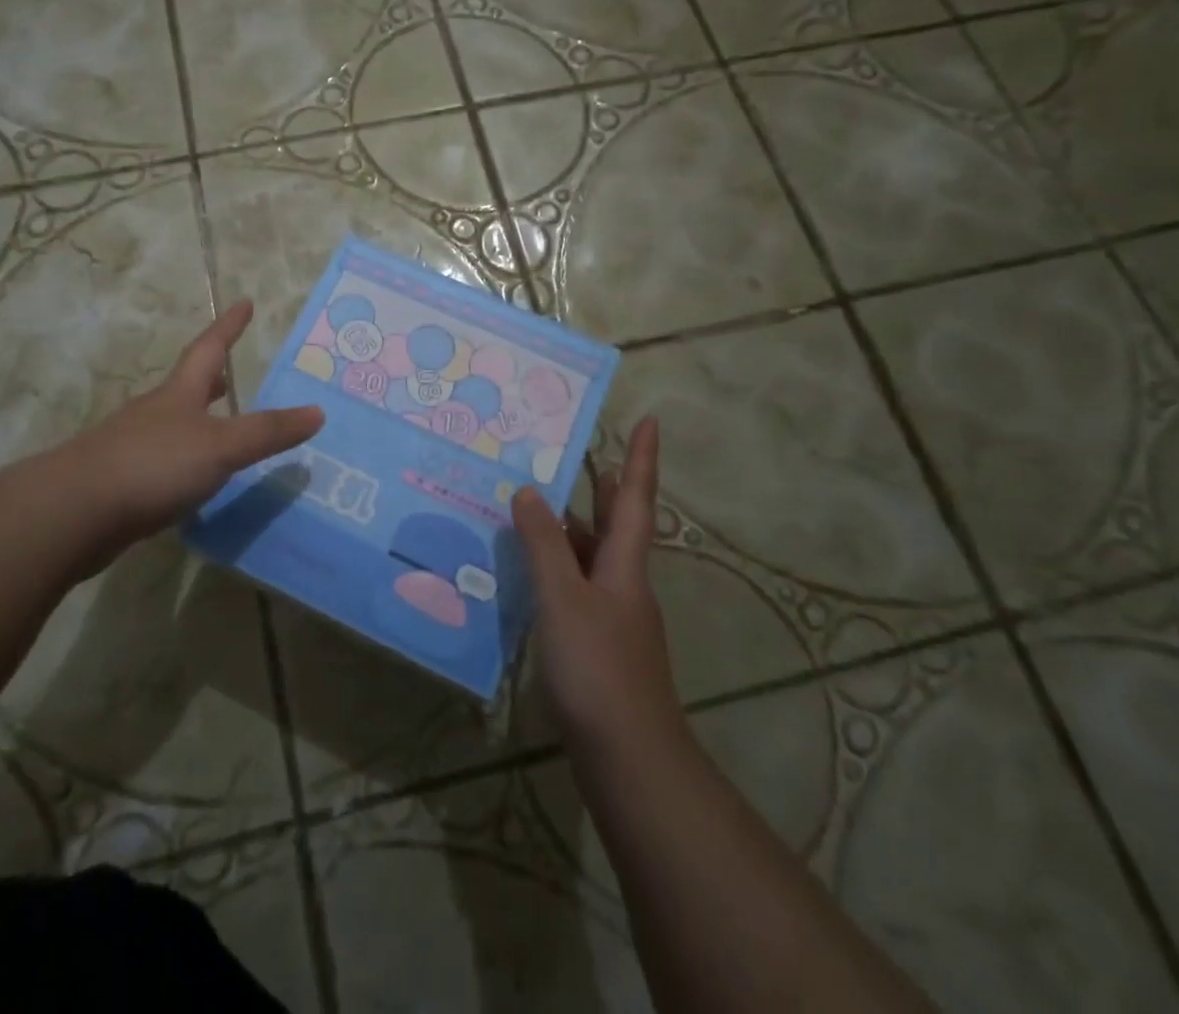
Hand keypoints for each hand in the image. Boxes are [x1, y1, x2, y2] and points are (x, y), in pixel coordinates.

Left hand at [56, 301, 323, 573]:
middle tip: (231, 374)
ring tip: (221, 430)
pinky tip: (193, 483)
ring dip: (197, 422)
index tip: (243, 302)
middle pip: (186, 386)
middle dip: (210, 378)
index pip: (208, 349)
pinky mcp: (121, 483)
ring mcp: (132, 447)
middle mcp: (154, 413)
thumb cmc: (153, 464)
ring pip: (173, 426)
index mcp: (179, 395)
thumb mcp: (221, 446)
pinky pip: (162, 463)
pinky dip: (183, 463)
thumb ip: (268, 431)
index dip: (228, 326)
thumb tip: (318, 412)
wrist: (74, 512)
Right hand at [512, 417, 683, 754]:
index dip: (642, 458)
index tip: (651, 420)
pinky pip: (577, 589)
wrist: (628, 758)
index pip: (635, 498)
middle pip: (617, 526)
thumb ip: (543, 545)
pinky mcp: (598, 645)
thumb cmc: (598, 668)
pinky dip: (557, 571)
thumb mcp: (564, 598)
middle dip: (606, 491)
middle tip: (585, 458)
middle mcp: (624, 584)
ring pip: (593, 558)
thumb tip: (528, 491)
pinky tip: (528, 576)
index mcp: (625, 564)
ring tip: (536, 508)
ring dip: (572, 531)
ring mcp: (613, 617)